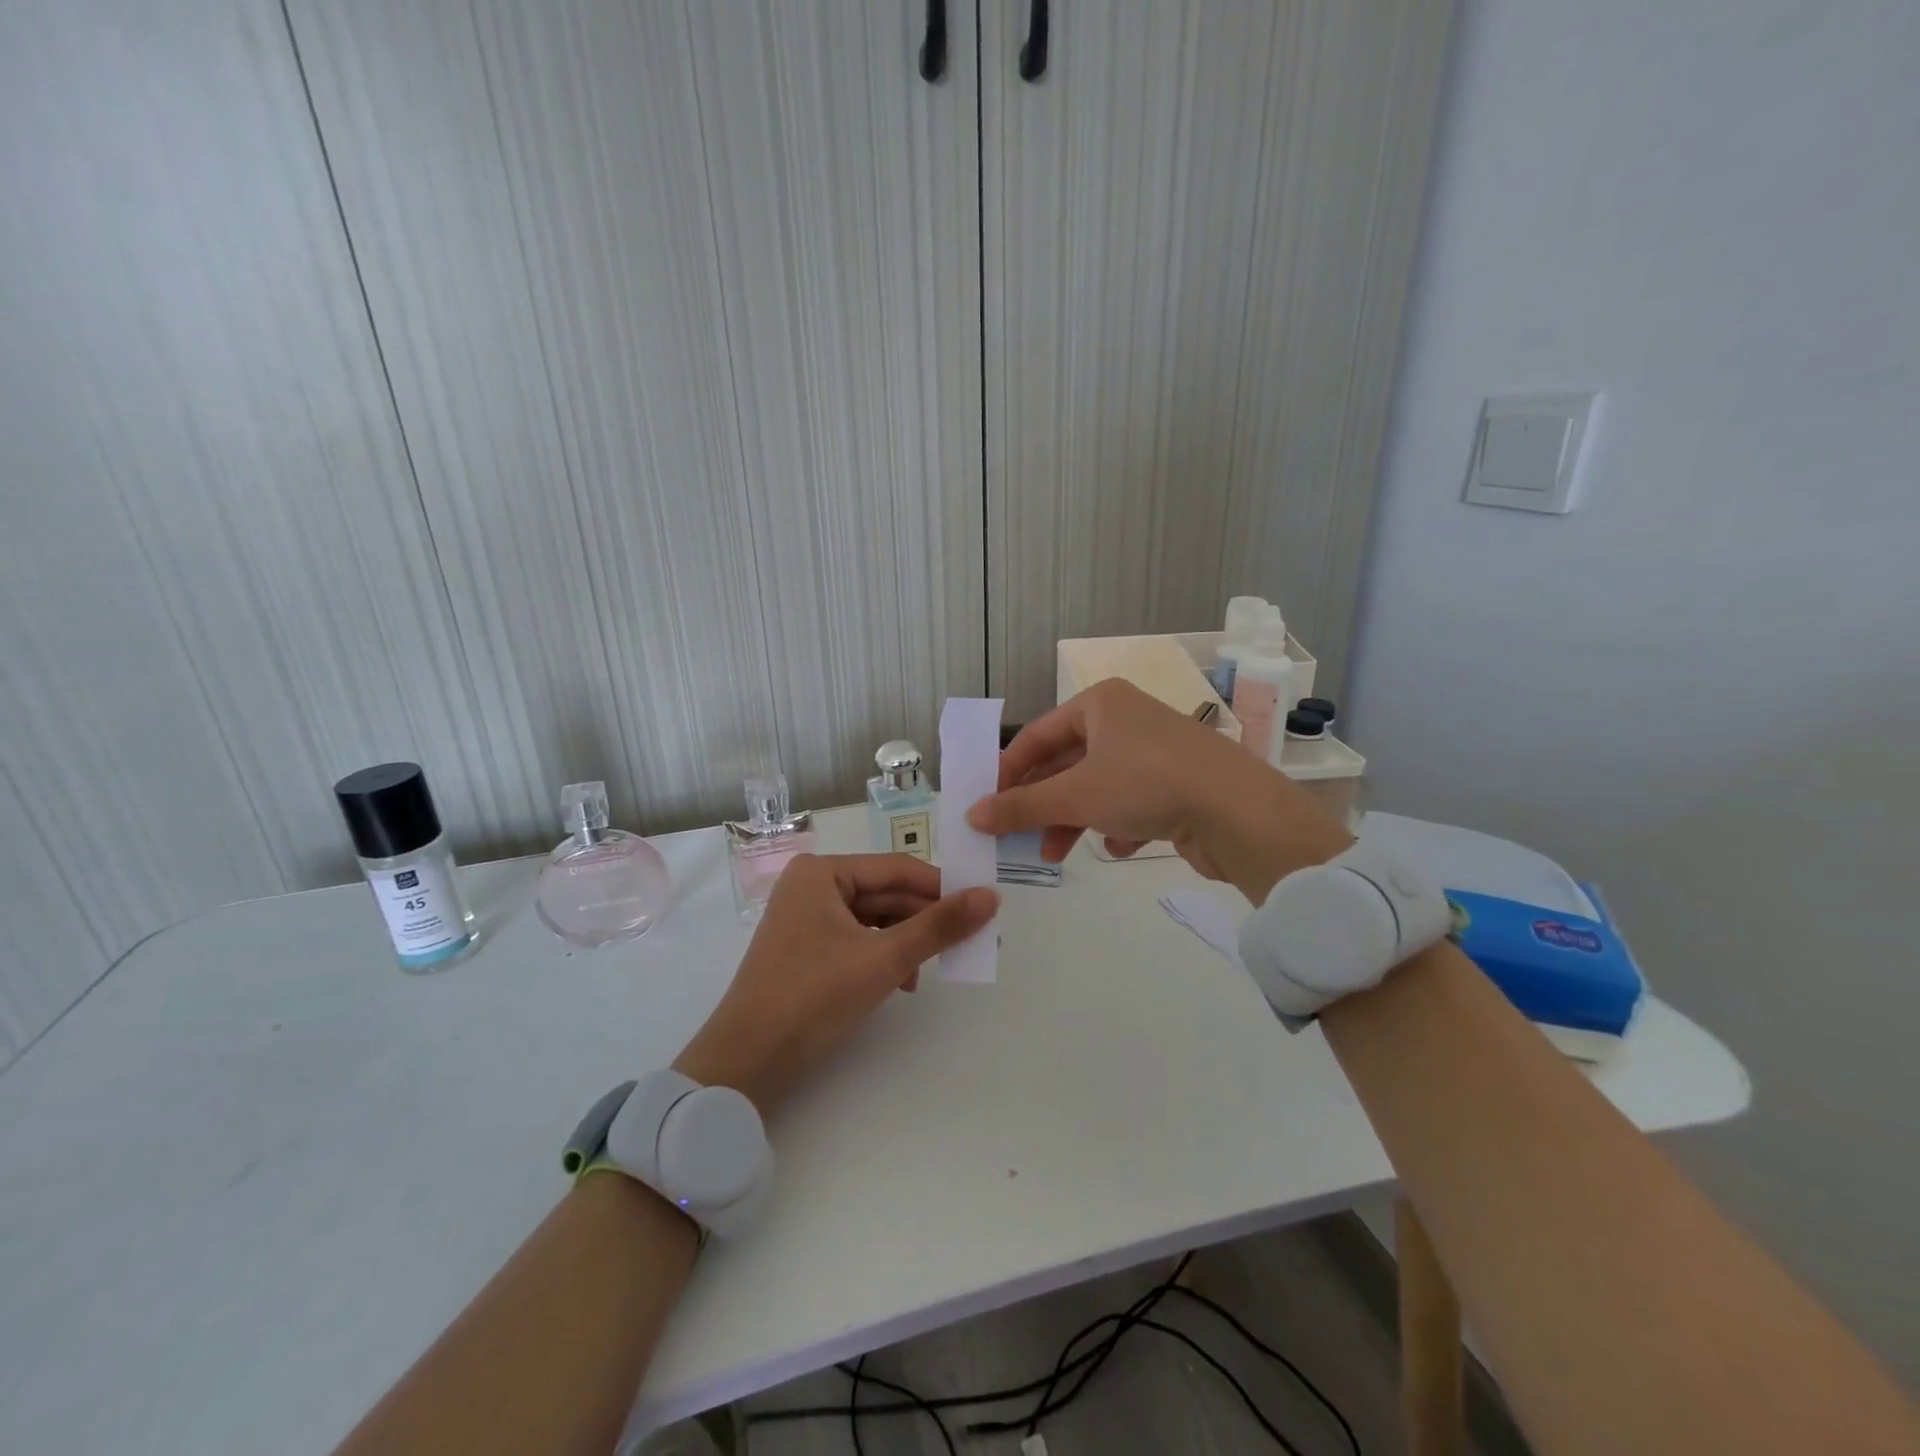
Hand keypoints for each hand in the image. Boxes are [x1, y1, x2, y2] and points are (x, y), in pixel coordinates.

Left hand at [673, 854, 997, 1116]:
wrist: (747, 1062)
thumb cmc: (814, 996)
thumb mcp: (885, 959)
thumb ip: (939, 926)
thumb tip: (991, 896)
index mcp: (823, 872)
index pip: (897, 868)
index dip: (942, 886)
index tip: (982, 905)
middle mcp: (812, 886)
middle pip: (885, 893)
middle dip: (924, 919)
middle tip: (968, 940)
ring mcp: (806, 919)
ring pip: (874, 919)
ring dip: (906, 941)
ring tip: (931, 969)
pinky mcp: (806, 950)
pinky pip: (857, 940)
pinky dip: (883, 956)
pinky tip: (903, 982)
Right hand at [965, 679, 1349, 901]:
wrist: (1239, 812)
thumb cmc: (1146, 784)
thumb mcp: (1075, 795)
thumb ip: (1021, 806)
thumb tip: (972, 815)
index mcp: (1100, 703)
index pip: (1037, 734)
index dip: (1008, 771)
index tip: (987, 805)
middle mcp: (1126, 719)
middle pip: (1066, 763)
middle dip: (1042, 804)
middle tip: (1018, 838)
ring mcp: (1154, 751)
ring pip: (1096, 787)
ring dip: (1072, 820)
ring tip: (1055, 855)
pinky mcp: (1177, 782)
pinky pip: (1130, 801)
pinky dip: (1117, 824)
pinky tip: (1121, 844)